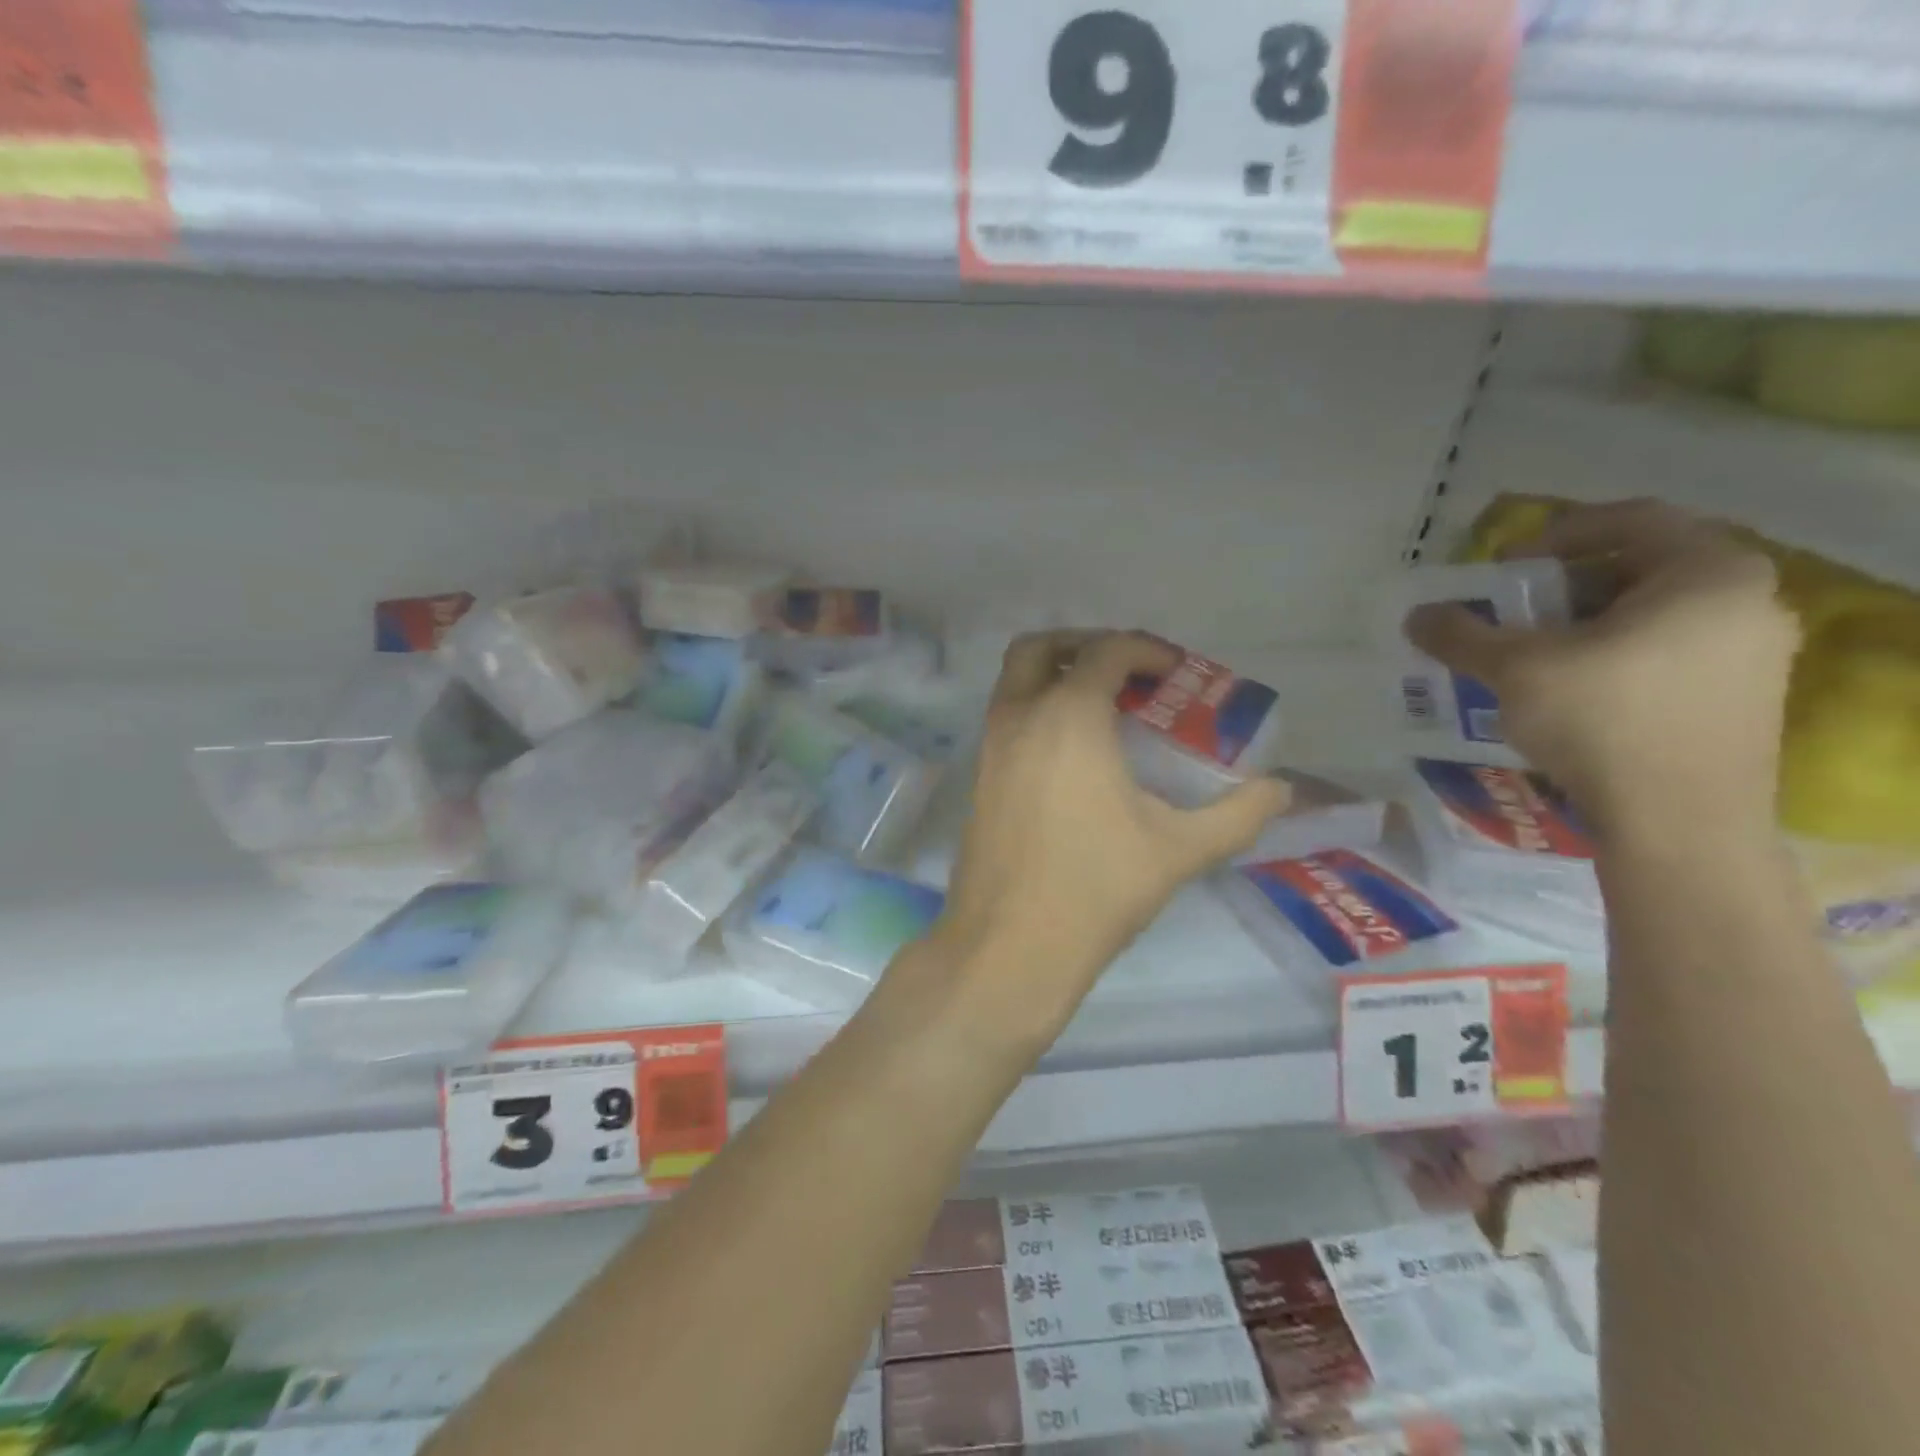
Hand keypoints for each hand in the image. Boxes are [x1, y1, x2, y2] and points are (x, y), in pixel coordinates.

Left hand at [934, 631, 1291, 1042]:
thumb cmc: (1097, 887)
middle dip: (1083, 645)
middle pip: (1040, 648)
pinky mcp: (977, 779)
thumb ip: (1239, 814)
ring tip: (1103, 711)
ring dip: (1054, 677)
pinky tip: (1071, 756)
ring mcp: (989, 747)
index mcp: (1069, 716)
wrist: (1010, 944)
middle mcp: (1020, 717)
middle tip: (1124, 673)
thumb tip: (1282, 790)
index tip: (1176, 673)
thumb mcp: (1180, 849)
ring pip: (1014, 682)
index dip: (1145, 650)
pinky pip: (1006, 719)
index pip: (1105, 651)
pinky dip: (1035, 711)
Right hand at [1405, 500, 1799, 845]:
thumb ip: (1463, 634)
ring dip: (1582, 625)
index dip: (1556, 534)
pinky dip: (1611, 657)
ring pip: (1652, 616)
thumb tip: (1416, 615)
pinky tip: (1566, 692)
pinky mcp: (1742, 700)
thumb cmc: (1604, 722)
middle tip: (1509, 613)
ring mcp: (1753, 654)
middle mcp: (1749, 601)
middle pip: (1639, 569)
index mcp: (1709, 572)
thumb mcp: (1517, 669)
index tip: (1505, 568)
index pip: (1630, 520)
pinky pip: (1667, 654)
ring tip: (1528, 656)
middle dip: (1562, 587)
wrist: (1679, 825)